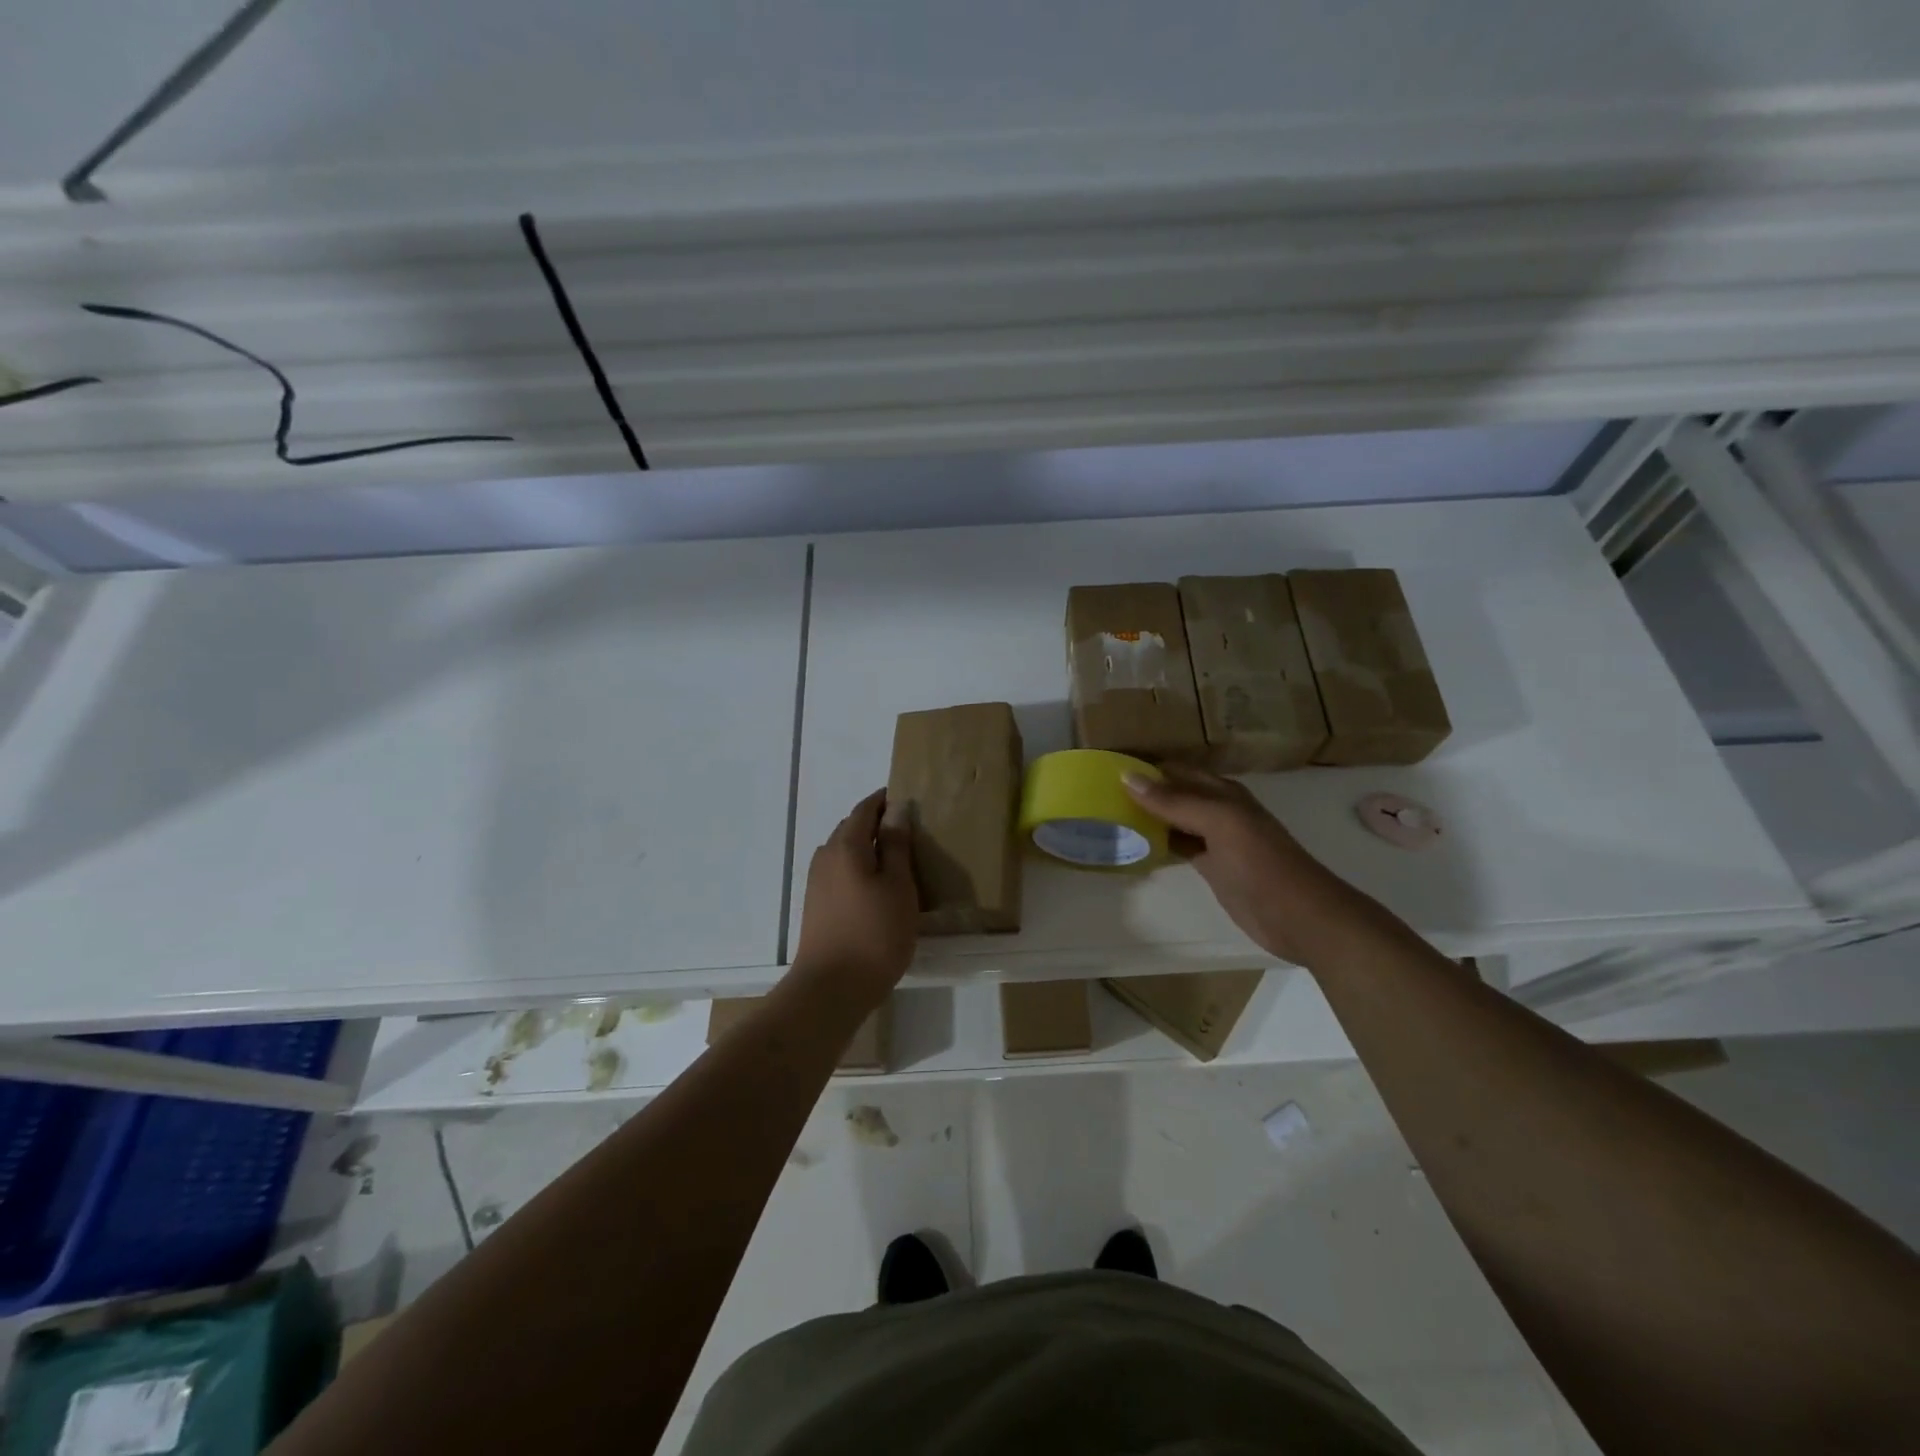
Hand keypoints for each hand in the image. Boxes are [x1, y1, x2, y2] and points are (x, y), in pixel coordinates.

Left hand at [791, 789, 917, 1002]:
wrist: (831, 988)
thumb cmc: (874, 934)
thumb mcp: (898, 886)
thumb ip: (896, 845)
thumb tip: (896, 809)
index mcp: (846, 846)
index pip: (864, 809)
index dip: (883, 801)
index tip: (906, 798)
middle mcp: (825, 857)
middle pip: (850, 828)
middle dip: (875, 823)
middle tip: (907, 830)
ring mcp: (817, 883)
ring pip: (844, 852)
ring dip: (866, 847)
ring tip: (895, 859)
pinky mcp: (816, 905)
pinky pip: (839, 872)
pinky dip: (858, 868)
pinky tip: (875, 887)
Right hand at [1124, 764, 1361, 966]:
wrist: (1300, 917)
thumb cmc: (1262, 864)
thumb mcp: (1219, 823)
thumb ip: (1175, 801)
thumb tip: (1127, 776)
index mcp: (1223, 793)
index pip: (1176, 771)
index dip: (1146, 768)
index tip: (1105, 769)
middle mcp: (1217, 811)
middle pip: (1173, 793)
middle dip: (1142, 790)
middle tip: (1097, 792)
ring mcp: (1215, 840)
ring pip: (1173, 820)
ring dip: (1147, 816)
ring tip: (1107, 814)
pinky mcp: (1212, 867)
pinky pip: (1178, 846)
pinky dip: (1157, 842)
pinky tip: (1134, 843)